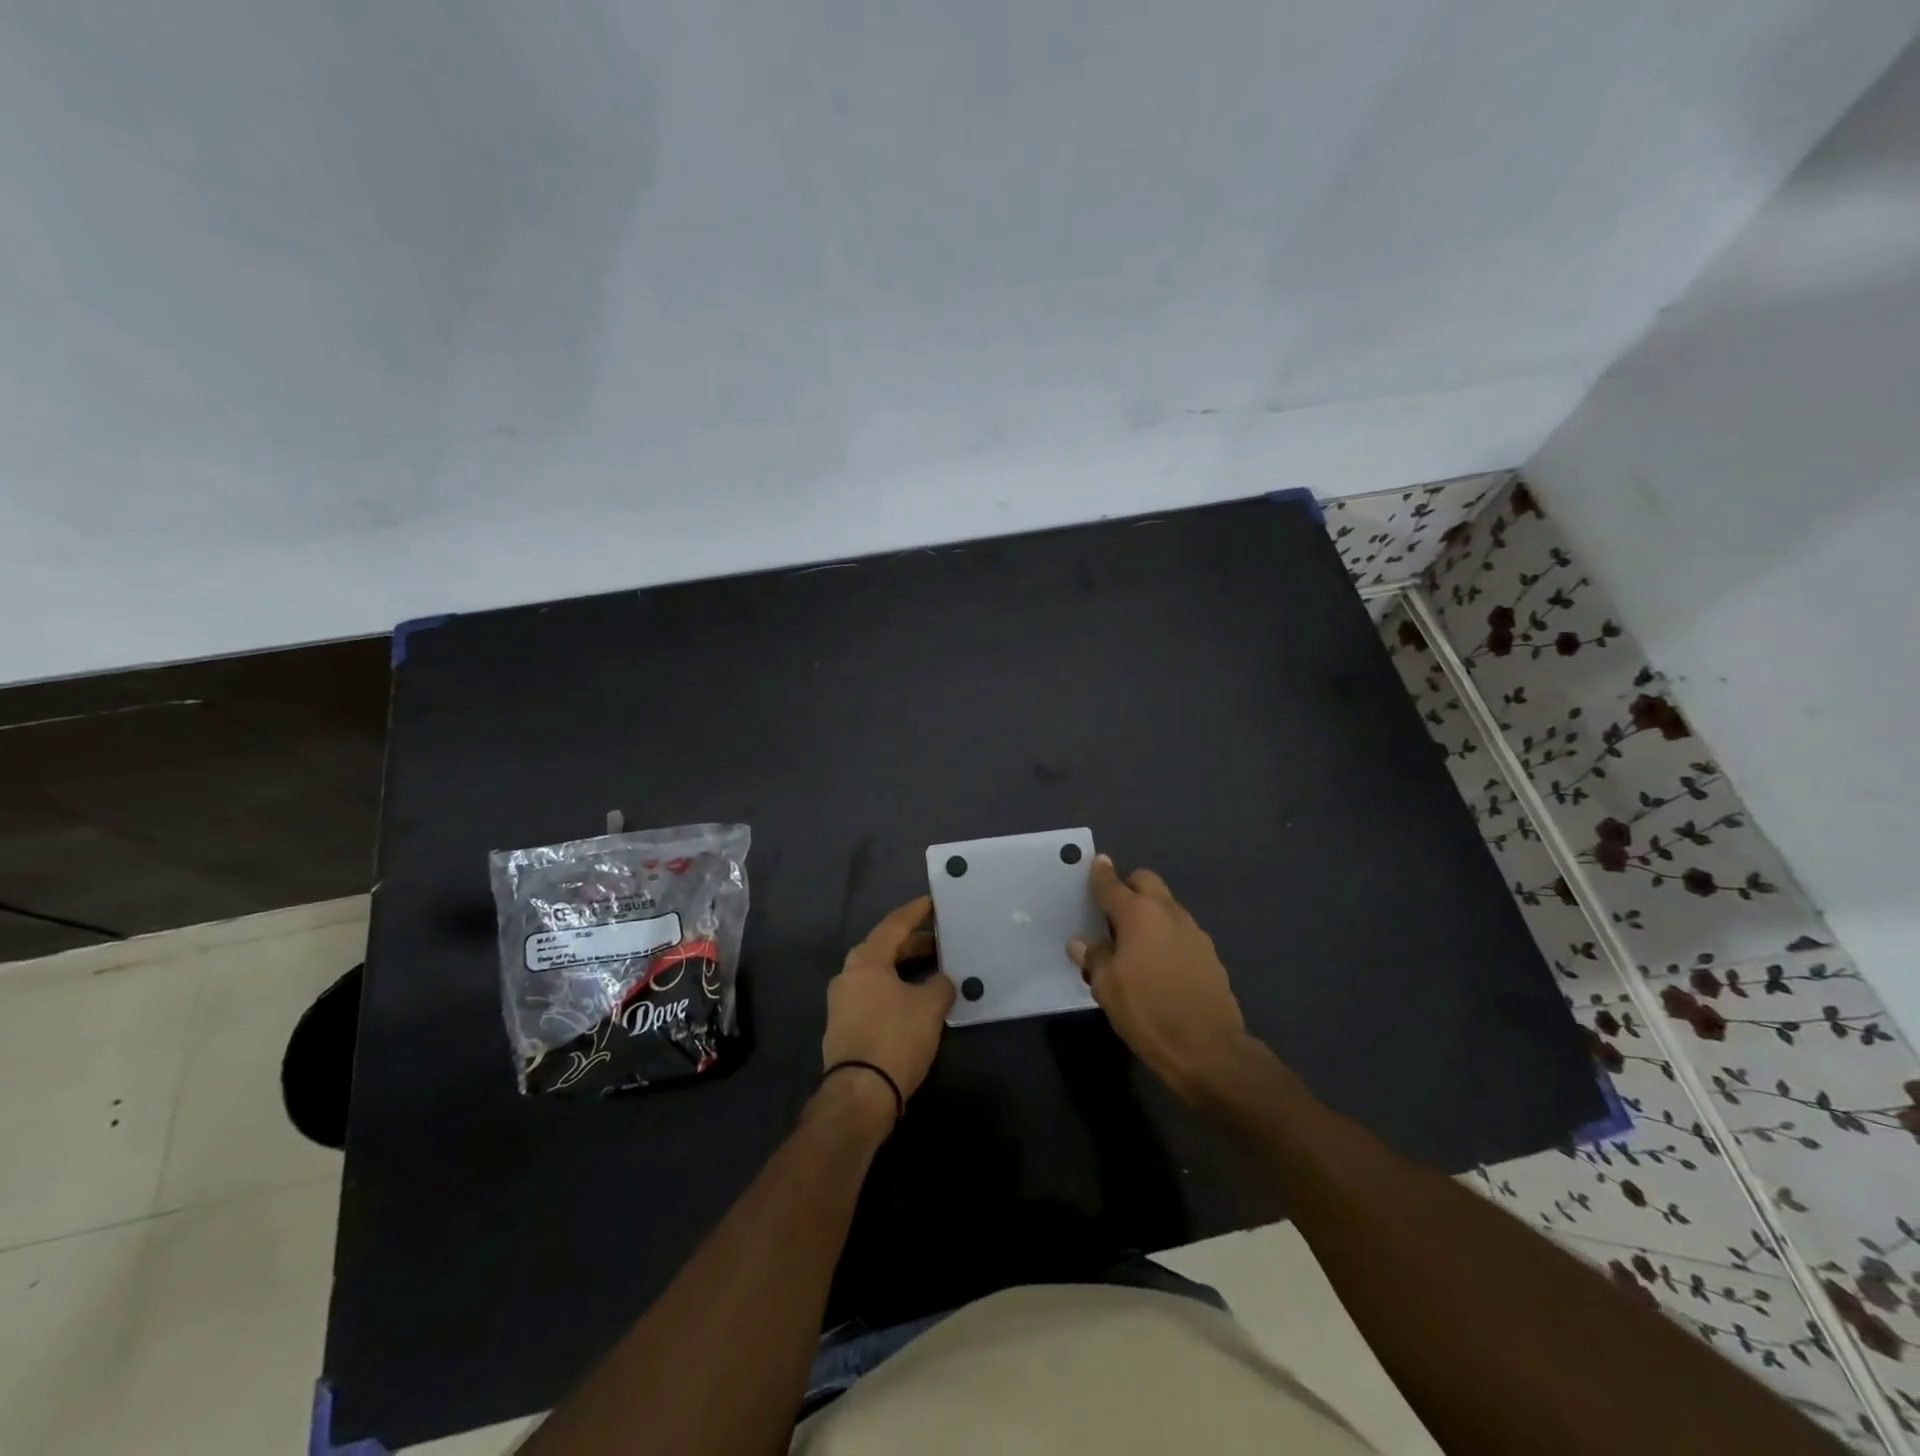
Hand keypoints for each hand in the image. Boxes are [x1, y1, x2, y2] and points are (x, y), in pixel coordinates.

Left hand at [822, 896, 955, 1111]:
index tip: (932, 902)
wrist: (859, 1094)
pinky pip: (872, 993)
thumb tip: (941, 981)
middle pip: (883, 948)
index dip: (915, 912)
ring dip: (903, 967)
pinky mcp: (843, 1025)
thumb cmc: (895, 1038)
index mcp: (866, 961)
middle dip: (912, 942)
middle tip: (939, 939)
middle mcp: (848, 974)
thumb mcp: (929, 1008)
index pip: (893, 926)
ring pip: (877, 972)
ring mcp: (842, 1001)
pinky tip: (914, 998)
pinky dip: (894, 987)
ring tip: (932, 968)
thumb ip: (940, 985)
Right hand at [1068, 855, 1247, 1104]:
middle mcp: (1168, 913)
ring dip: (1150, 912)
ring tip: (1134, 941)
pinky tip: (1159, 963)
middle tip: (1113, 911)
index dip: (1101, 874)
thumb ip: (1094, 959)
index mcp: (1138, 915)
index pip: (1113, 885)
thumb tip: (1081, 943)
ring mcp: (1193, 931)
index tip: (1097, 863)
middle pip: (1147, 882)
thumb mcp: (1107, 989)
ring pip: (1167, 905)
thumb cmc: (1148, 1013)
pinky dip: (1167, 934)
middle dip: (1129, 886)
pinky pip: (1181, 930)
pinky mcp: (1209, 953)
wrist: (1208, 1049)